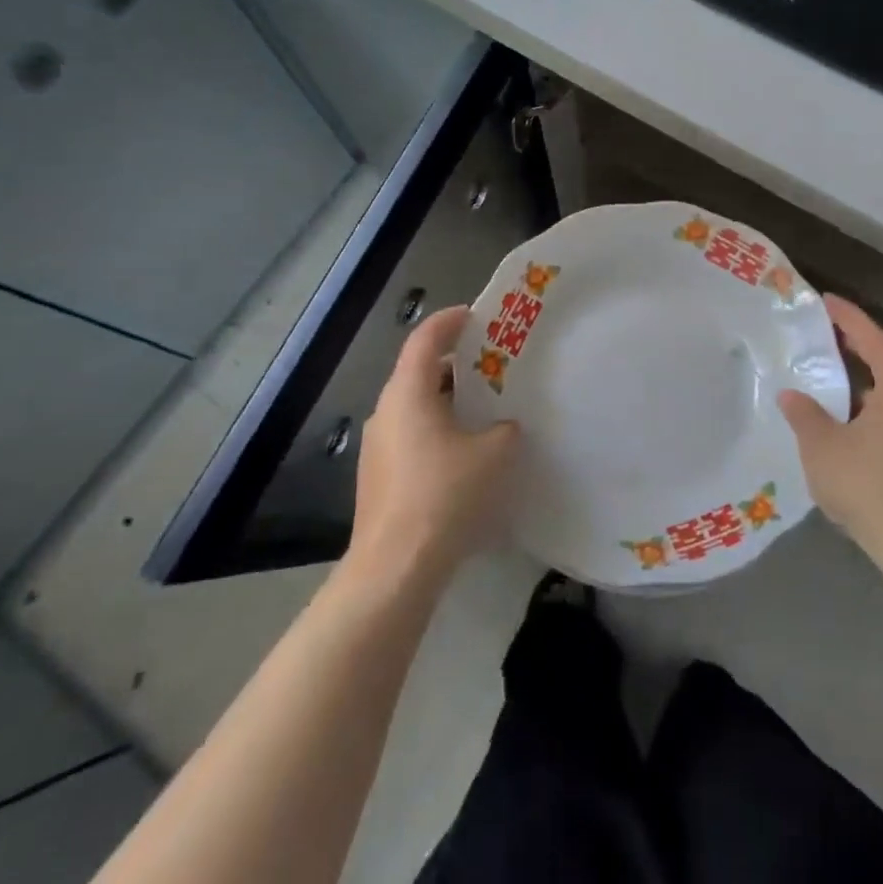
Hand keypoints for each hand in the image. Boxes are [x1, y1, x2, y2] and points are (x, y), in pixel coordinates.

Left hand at [349, 306, 520, 584]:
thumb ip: (505, 429)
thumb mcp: (494, 454)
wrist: (395, 568)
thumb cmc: (445, 495)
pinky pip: (410, 436)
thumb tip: (504, 427)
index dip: (450, 321)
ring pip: (414, 407)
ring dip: (445, 400)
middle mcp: (386, 411)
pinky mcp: (377, 478)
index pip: (425, 338)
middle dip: (454, 364)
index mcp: (408, 393)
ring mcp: (377, 447)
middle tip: (490, 364)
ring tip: (483, 409)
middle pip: (418, 371)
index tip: (476, 315)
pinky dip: (436, 430)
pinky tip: (463, 454)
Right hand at [778, 295, 882, 565]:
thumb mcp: (823, 448)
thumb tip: (791, 394)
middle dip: (850, 346)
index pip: (868, 333)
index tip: (820, 299)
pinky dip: (870, 407)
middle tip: (815, 336)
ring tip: (824, 378)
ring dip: (860, 381)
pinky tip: (845, 424)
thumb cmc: (874, 487)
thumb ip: (804, 414)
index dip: (842, 315)